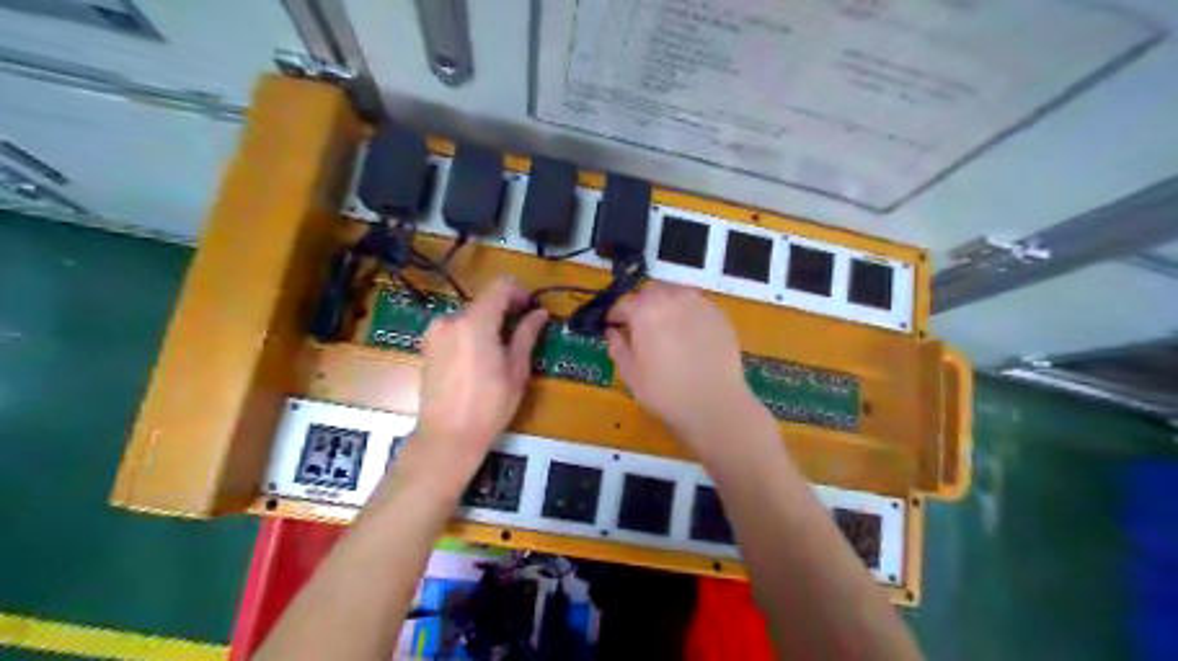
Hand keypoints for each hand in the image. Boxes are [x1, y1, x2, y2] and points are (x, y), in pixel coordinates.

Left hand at [407, 276, 547, 492]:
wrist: (447, 437)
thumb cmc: (489, 405)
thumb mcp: (516, 369)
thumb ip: (527, 334)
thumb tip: (539, 313)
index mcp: (475, 322)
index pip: (499, 286)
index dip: (519, 292)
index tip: (531, 308)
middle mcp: (450, 320)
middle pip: (483, 302)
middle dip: (504, 311)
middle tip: (522, 334)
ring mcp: (435, 333)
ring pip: (469, 317)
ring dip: (487, 324)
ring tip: (500, 352)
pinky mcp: (427, 348)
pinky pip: (455, 330)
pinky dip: (471, 335)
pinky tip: (479, 361)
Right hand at [607, 284, 765, 455]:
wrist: (715, 404)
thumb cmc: (665, 391)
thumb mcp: (630, 373)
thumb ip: (618, 346)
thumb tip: (613, 332)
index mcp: (645, 308)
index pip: (623, 303)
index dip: (615, 316)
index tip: (613, 328)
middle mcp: (673, 297)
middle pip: (650, 292)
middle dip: (641, 306)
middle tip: (640, 330)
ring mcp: (700, 303)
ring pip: (675, 295)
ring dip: (665, 307)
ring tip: (666, 332)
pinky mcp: (719, 314)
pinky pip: (695, 307)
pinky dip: (687, 315)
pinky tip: (689, 339)